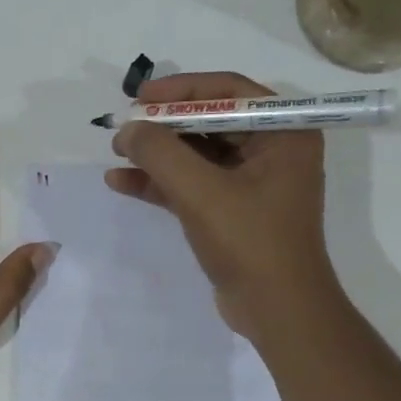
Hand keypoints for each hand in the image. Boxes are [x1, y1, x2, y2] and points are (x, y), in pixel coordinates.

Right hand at [105, 72, 339, 339]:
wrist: (277, 310)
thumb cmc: (250, 242)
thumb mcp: (201, 191)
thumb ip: (160, 153)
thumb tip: (127, 130)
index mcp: (283, 132)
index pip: (227, 91)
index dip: (180, 90)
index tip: (139, 98)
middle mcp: (273, 149)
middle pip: (210, 121)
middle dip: (163, 126)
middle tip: (124, 127)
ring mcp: (253, 183)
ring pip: (198, 155)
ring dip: (157, 155)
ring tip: (116, 153)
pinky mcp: (234, 212)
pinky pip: (194, 185)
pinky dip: (162, 183)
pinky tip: (123, 182)